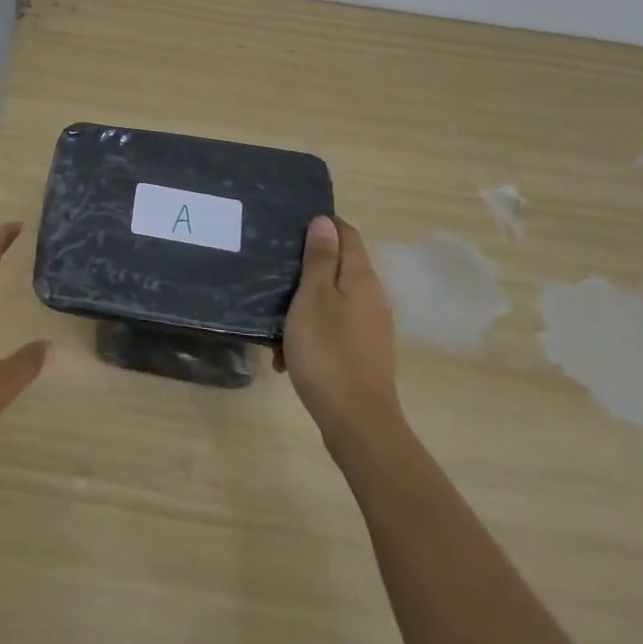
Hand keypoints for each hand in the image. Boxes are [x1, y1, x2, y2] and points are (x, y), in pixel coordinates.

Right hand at [277, 214, 403, 452]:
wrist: (356, 422)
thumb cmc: (328, 351)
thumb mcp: (313, 297)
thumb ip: (319, 258)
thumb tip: (325, 221)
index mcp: (361, 277)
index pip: (346, 233)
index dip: (321, 224)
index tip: (289, 225)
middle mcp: (371, 297)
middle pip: (337, 266)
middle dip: (305, 267)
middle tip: (271, 270)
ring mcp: (369, 327)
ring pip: (331, 300)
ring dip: (302, 305)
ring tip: (272, 320)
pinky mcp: (361, 353)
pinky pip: (332, 329)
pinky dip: (309, 333)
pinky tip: (285, 354)